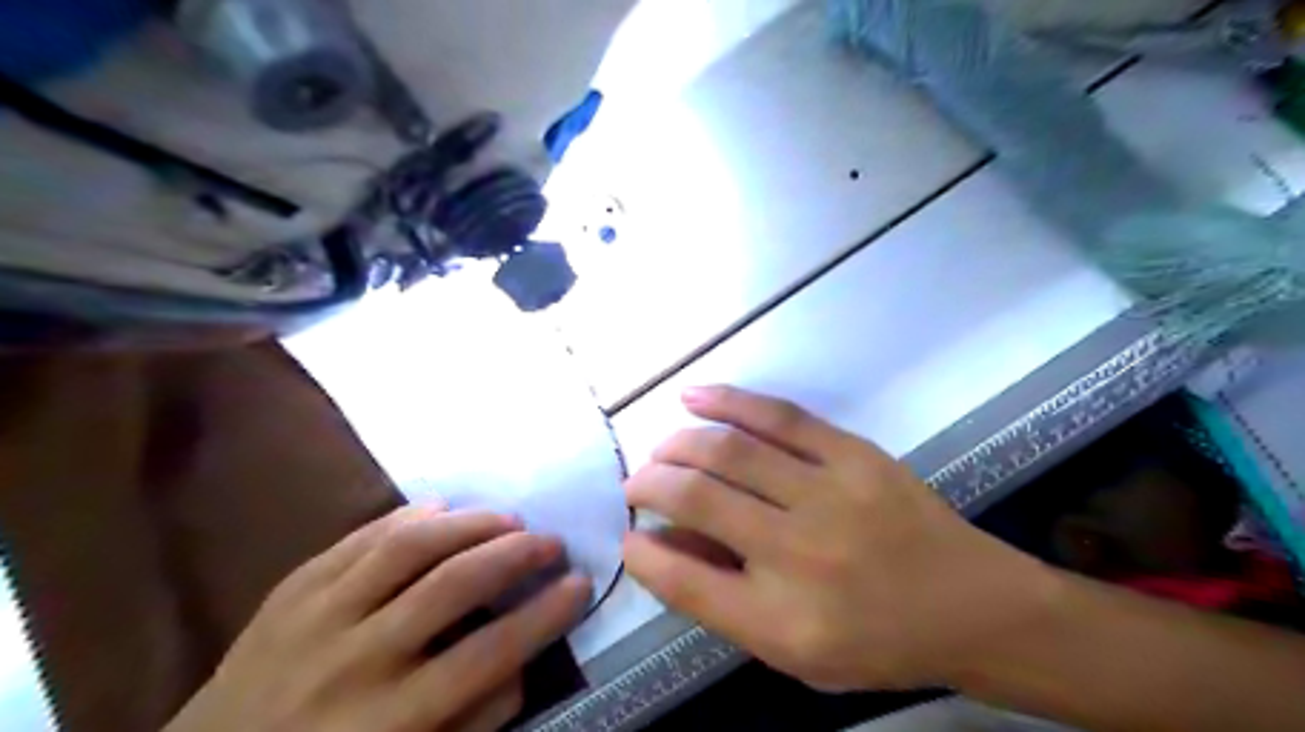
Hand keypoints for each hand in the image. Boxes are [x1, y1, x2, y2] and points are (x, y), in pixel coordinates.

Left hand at [165, 505, 591, 728]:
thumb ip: (472, 723)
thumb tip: (523, 662)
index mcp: (387, 722)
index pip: (487, 654)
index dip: (543, 615)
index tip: (581, 584)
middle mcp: (354, 661)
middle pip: (451, 587)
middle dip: (513, 555)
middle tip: (549, 541)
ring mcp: (314, 618)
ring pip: (406, 548)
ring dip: (468, 524)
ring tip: (507, 517)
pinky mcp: (289, 591)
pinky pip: (356, 539)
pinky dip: (406, 516)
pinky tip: (440, 508)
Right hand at [623, 385, 1059, 695]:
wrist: (971, 605)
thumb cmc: (876, 641)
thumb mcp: (794, 651)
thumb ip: (723, 600)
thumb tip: (665, 543)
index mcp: (782, 620)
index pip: (685, 580)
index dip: (643, 555)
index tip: (628, 536)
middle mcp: (799, 554)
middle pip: (698, 500)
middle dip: (649, 484)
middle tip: (637, 484)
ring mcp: (829, 494)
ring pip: (729, 451)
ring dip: (679, 444)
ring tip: (660, 449)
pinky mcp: (853, 453)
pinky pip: (778, 415)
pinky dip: (726, 401)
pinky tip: (694, 397)